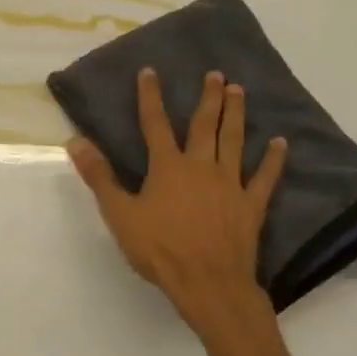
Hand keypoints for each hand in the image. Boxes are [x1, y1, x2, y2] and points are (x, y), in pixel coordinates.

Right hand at [68, 68, 287, 345]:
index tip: (150, 72)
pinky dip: (273, 160)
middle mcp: (201, 167)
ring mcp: (230, 185)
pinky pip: (265, 178)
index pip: (155, 124)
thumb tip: (76, 141)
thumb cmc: (160, 249)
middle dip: (209, 97)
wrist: (208, 283)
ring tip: (240, 91)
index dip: (150, 97)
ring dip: (236, 115)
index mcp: (168, 167)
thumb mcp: (120, 214)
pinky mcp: (250, 205)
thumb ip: (99, 177)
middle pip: (204, 125)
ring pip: (234, 142)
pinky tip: (280, 143)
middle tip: (216, 74)